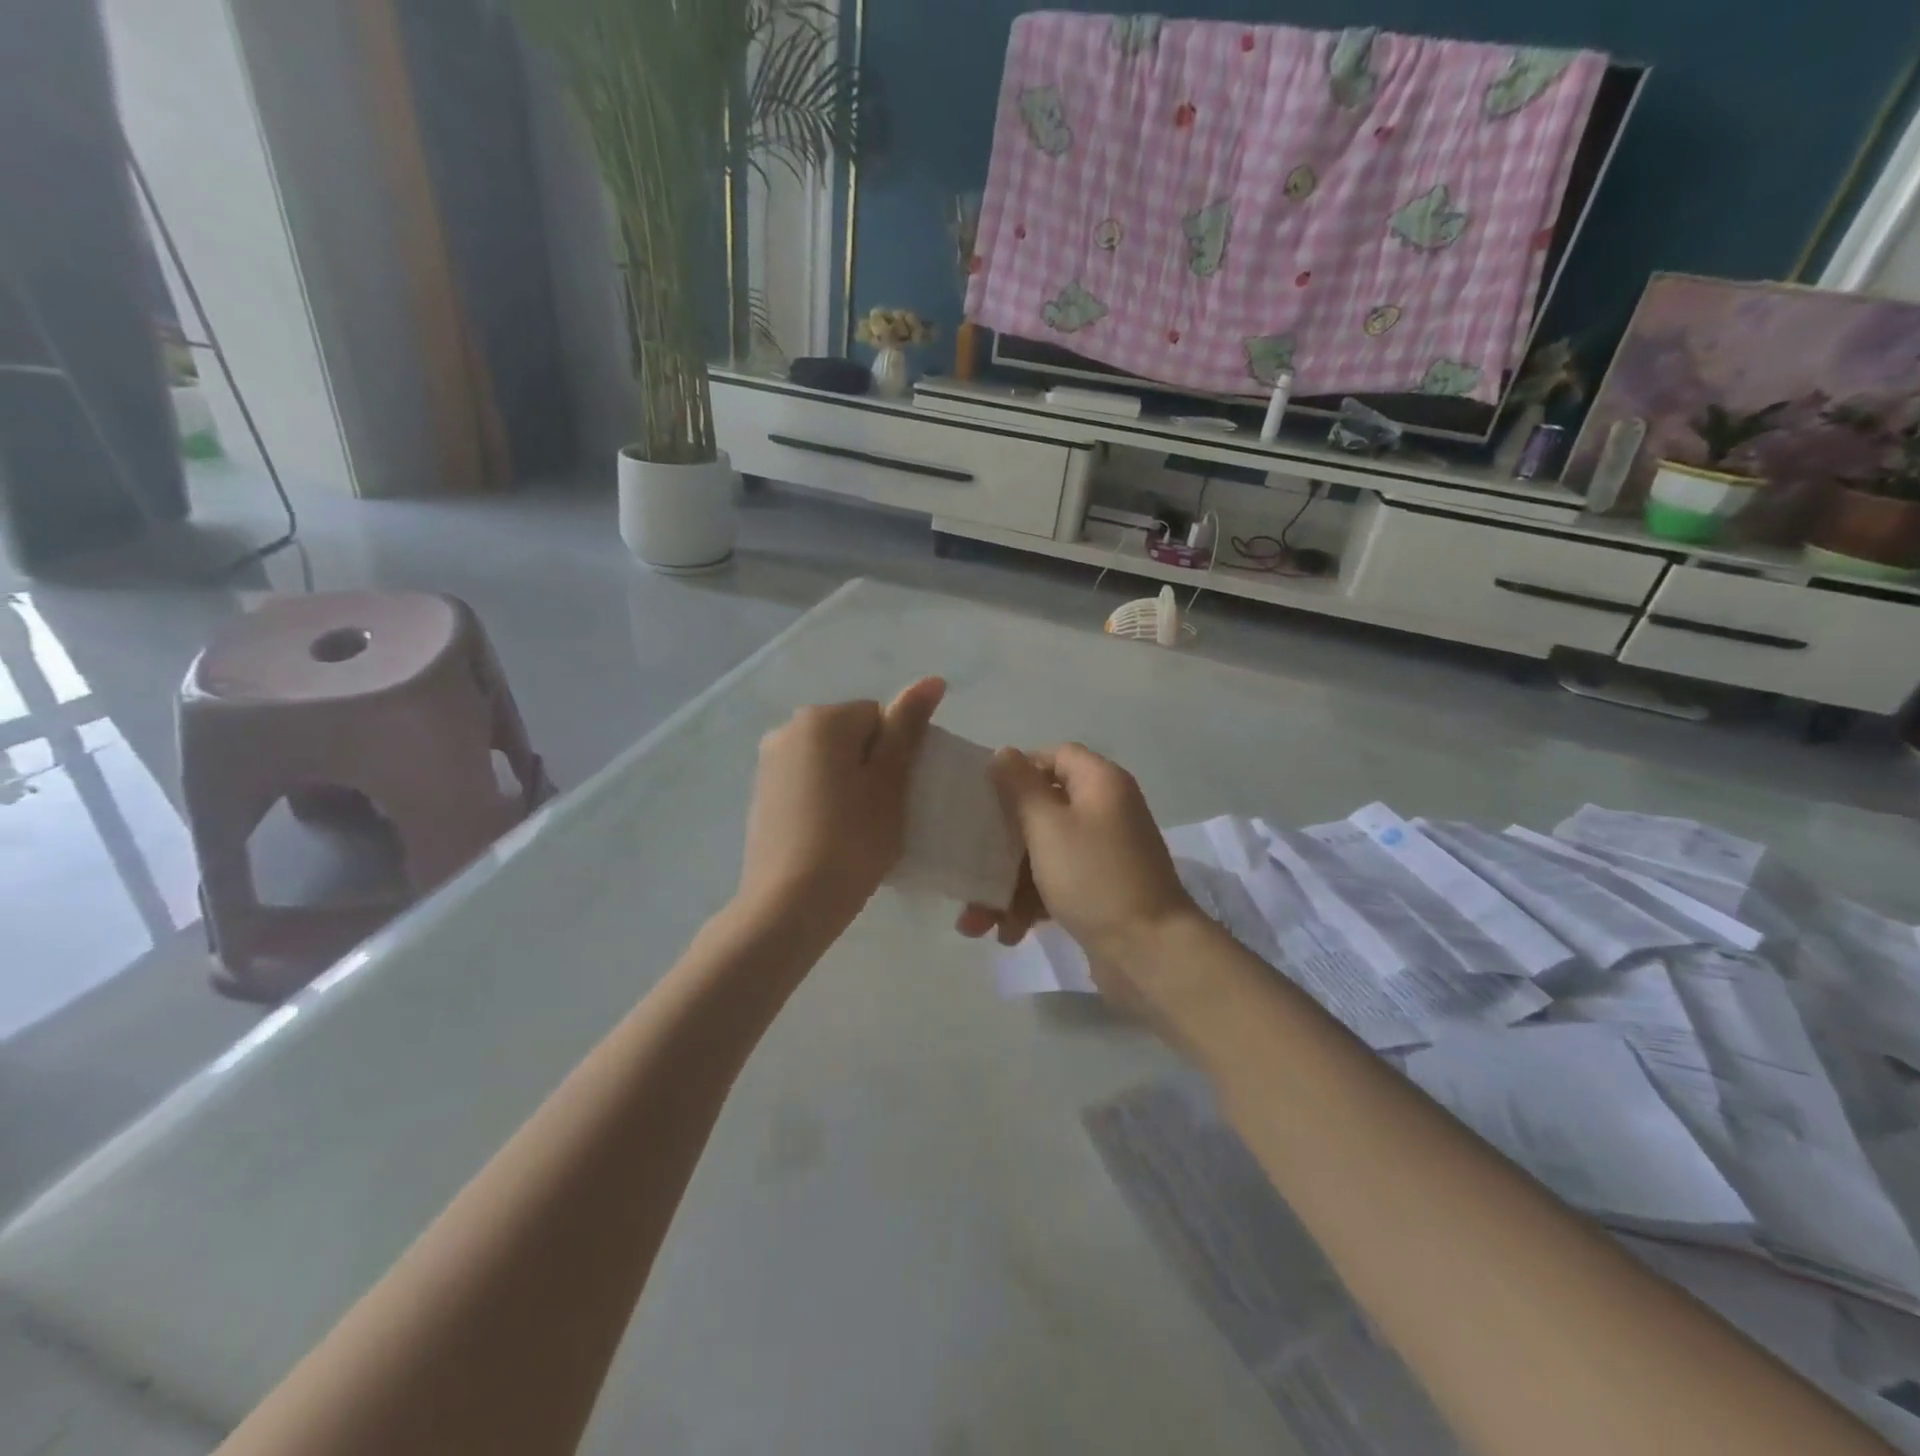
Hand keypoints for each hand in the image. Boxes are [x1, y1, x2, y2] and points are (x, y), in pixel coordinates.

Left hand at [735, 678, 944, 930]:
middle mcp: (788, 729)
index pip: (879, 717)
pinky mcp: (762, 795)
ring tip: (857, 829)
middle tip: (883, 814)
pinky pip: (807, 783)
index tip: (899, 794)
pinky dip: (824, 800)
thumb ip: (908, 727)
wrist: (788, 904)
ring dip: (849, 783)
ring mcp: (769, 763)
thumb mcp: (890, 782)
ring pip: (829, 761)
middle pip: (852, 736)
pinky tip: (830, 836)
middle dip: (871, 766)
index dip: (897, 753)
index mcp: (822, 719)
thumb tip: (931, 680)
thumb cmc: (851, 840)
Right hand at [956, 743, 1202, 996]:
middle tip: (967, 862)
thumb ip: (1020, 787)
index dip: (1018, 770)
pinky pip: (1057, 884)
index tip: (983, 795)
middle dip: (1000, 841)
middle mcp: (1105, 811)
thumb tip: (1003, 753)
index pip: (1055, 756)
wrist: (1150, 953)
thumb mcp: (1048, 827)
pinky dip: (1031, 903)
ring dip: (1007, 883)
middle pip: (1043, 809)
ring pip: (1044, 853)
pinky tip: (1008, 934)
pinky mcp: (1101, 891)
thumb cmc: (1094, 877)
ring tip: (975, 922)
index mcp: (1100, 783)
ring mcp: (1105, 853)